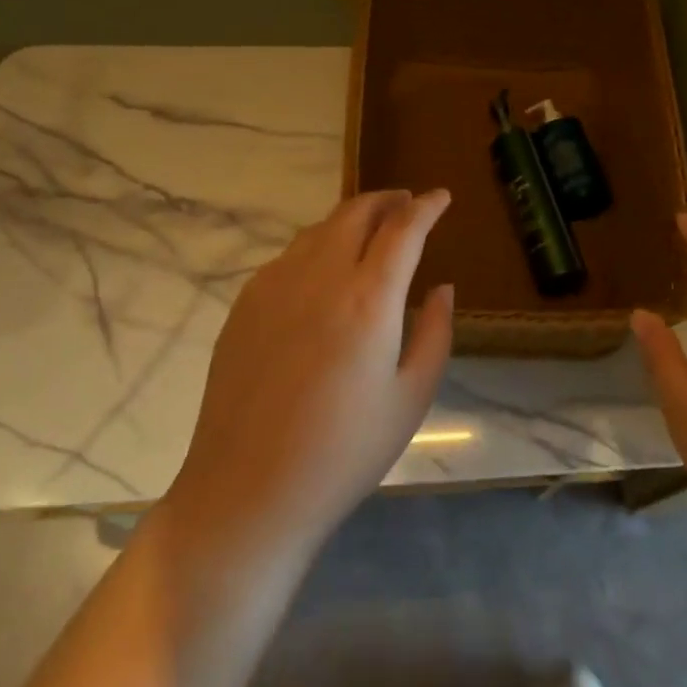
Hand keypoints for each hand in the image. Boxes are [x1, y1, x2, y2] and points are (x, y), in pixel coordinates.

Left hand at [168, 189, 454, 559]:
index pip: (404, 229)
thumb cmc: (345, 451)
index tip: (441, 196)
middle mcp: (320, 277)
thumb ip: (435, 333)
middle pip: (356, 213)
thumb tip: (441, 288)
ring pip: (319, 230)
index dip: (427, 206)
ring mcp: (275, 286)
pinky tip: (324, 273)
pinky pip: (289, 257)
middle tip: (407, 204)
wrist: (249, 489)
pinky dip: (317, 247)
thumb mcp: (411, 397)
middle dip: (387, 200)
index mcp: (369, 298)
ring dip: (351, 220)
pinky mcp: (245, 305)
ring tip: (370, 232)